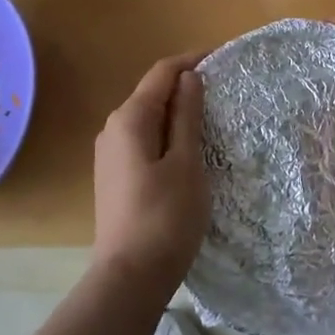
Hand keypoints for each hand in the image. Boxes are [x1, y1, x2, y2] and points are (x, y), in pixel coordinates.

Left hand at [93, 52, 209, 289]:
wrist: (130, 276)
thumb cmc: (166, 217)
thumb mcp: (186, 162)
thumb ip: (187, 116)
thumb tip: (190, 77)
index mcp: (130, 118)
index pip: (162, 73)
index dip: (192, 60)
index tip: (224, 57)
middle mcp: (113, 128)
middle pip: (152, 93)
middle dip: (186, 85)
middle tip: (224, 90)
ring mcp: (110, 153)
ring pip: (148, 118)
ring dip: (177, 111)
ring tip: (212, 116)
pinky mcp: (115, 175)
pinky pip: (143, 139)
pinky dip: (167, 133)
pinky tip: (188, 147)